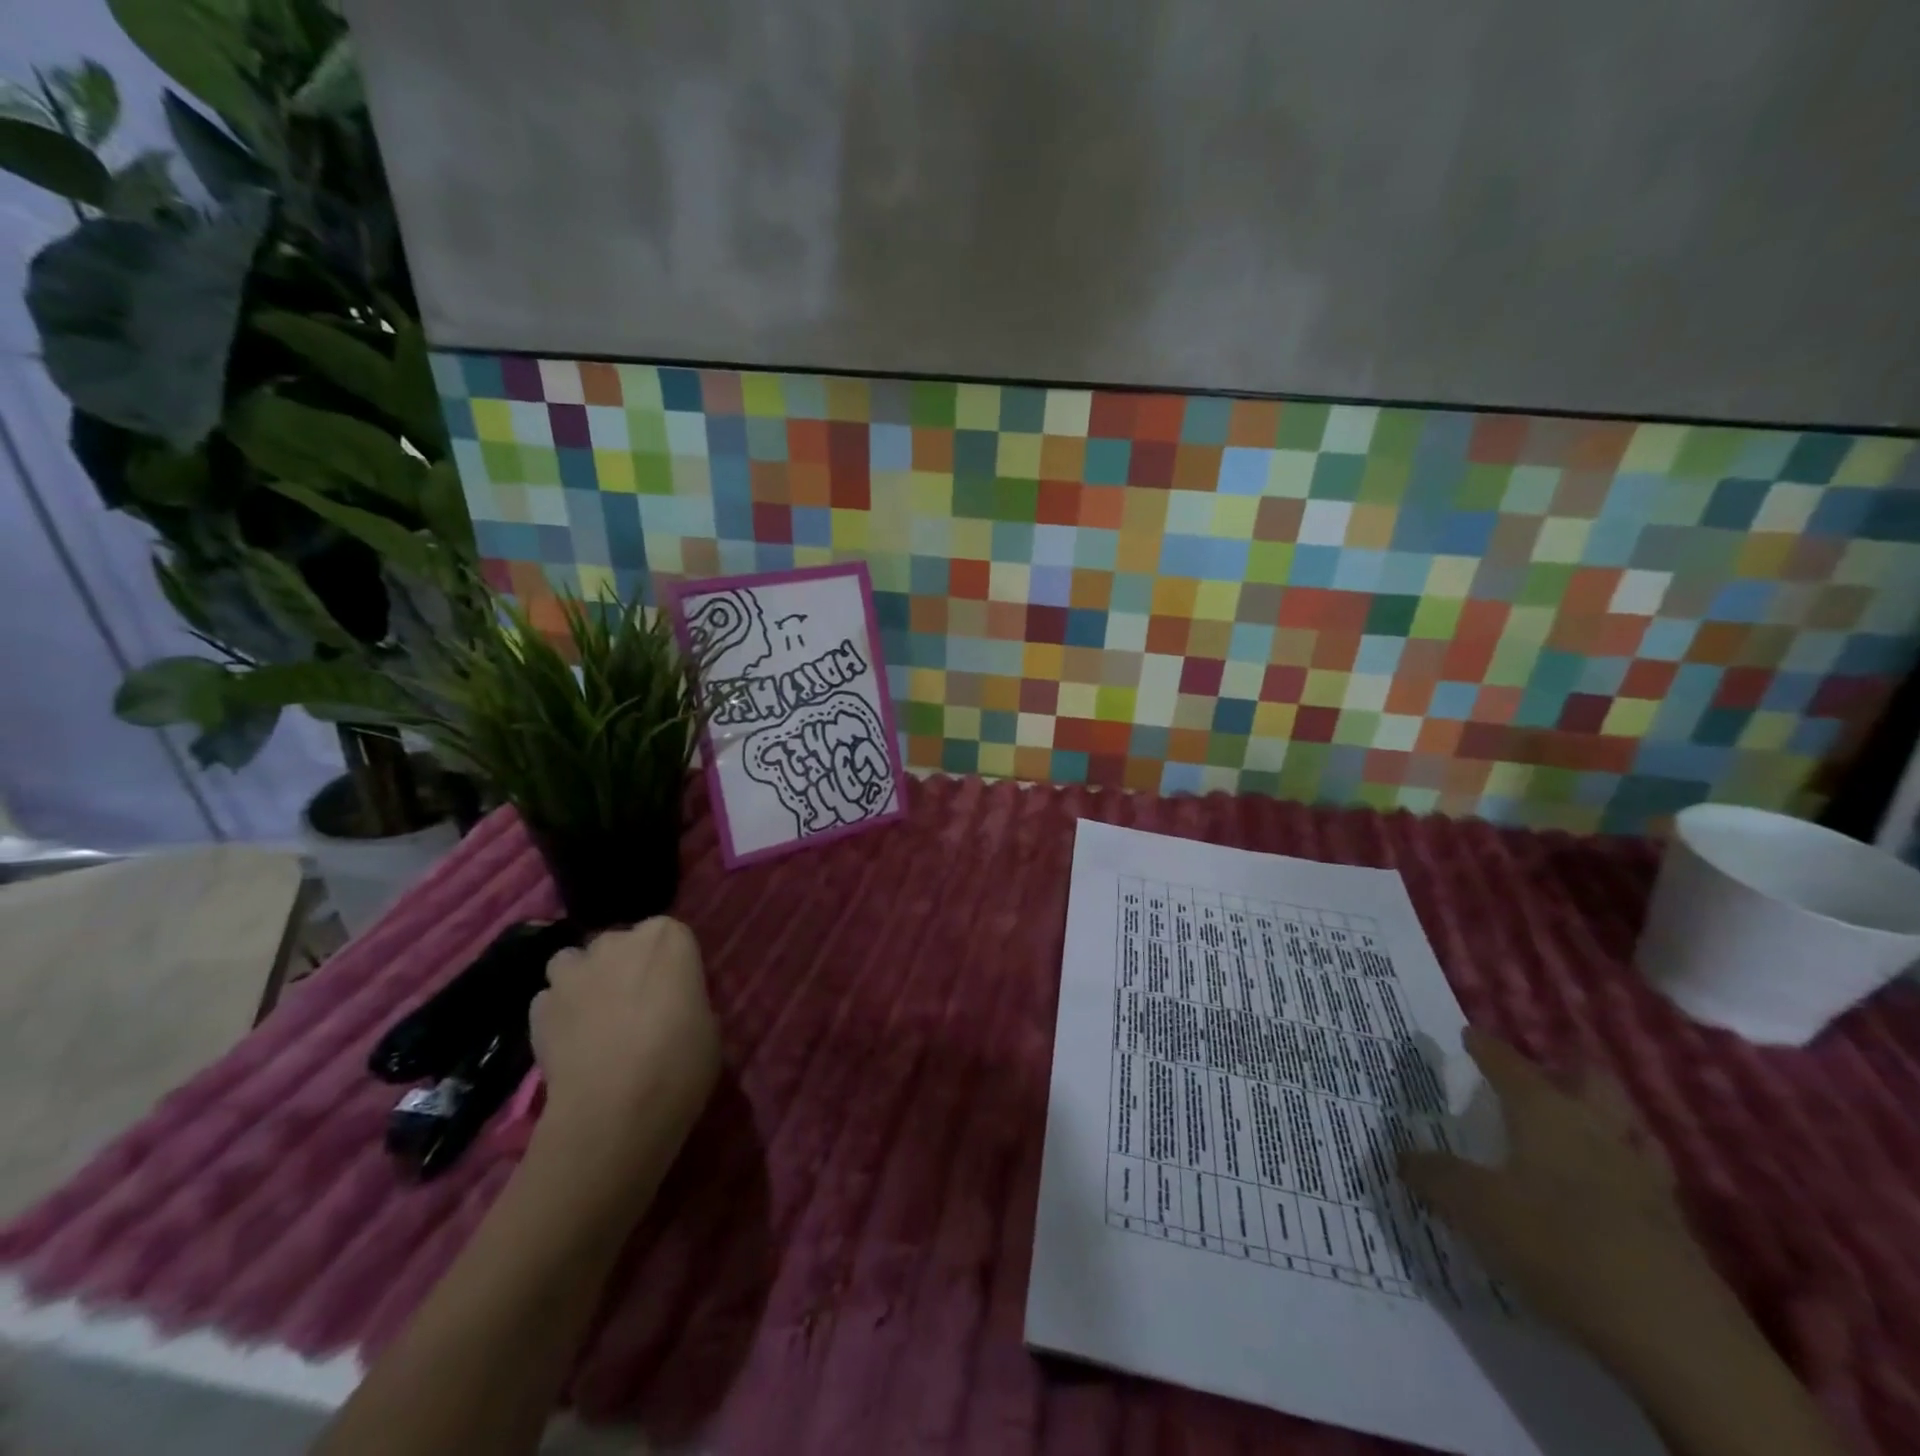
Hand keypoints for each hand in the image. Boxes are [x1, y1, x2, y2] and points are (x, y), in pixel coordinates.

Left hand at [530, 918, 720, 1178]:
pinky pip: (549, 1000)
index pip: (671, 935)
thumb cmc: (680, 1061)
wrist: (615, 1110)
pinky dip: (557, 1014)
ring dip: (583, 981)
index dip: (671, 965)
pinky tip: (570, 1042)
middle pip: (620, 943)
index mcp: (668, 937)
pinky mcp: (539, 1008)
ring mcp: (573, 972)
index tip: (675, 992)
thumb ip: (688, 1001)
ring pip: (575, 963)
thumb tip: (675, 1007)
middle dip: (624, 965)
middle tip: (637, 1006)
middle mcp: (618, 941)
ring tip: (595, 1018)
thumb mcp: (708, 1026)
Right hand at [1400, 1028, 1723, 1366]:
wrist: (1676, 1338)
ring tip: (1575, 1126)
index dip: (1487, 1048)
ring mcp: (1643, 1179)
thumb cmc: (1559, 1245)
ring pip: (1626, 1126)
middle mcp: (1597, 1131)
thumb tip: (1403, 1155)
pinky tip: (1603, 1191)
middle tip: (1537, 1074)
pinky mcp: (1673, 1227)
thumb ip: (1435, 1176)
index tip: (1470, 1034)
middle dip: (1564, 1070)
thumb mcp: (1474, 1208)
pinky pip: (1642, 1178)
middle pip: (1589, 1081)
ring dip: (1603, 1118)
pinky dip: (1621, 1172)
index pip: (1510, 1064)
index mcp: (1546, 1113)